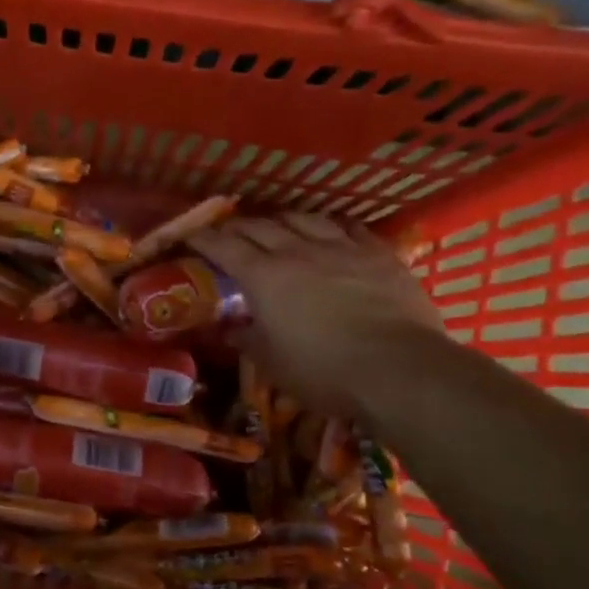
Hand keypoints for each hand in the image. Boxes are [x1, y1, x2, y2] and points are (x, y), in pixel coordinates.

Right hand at [191, 214, 442, 416]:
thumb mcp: (271, 362)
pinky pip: (349, 229)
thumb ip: (247, 339)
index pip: (224, 247)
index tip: (190, 236)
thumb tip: (231, 330)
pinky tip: (331, 230)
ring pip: (305, 219)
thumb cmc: (321, 369)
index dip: (204, 239)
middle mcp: (298, 252)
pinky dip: (331, 226)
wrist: (398, 369)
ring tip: (277, 225)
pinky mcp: (379, 255)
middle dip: (239, 226)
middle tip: (228, 232)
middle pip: (261, 226)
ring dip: (283, 220)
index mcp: (264, 277)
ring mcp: (342, 249)